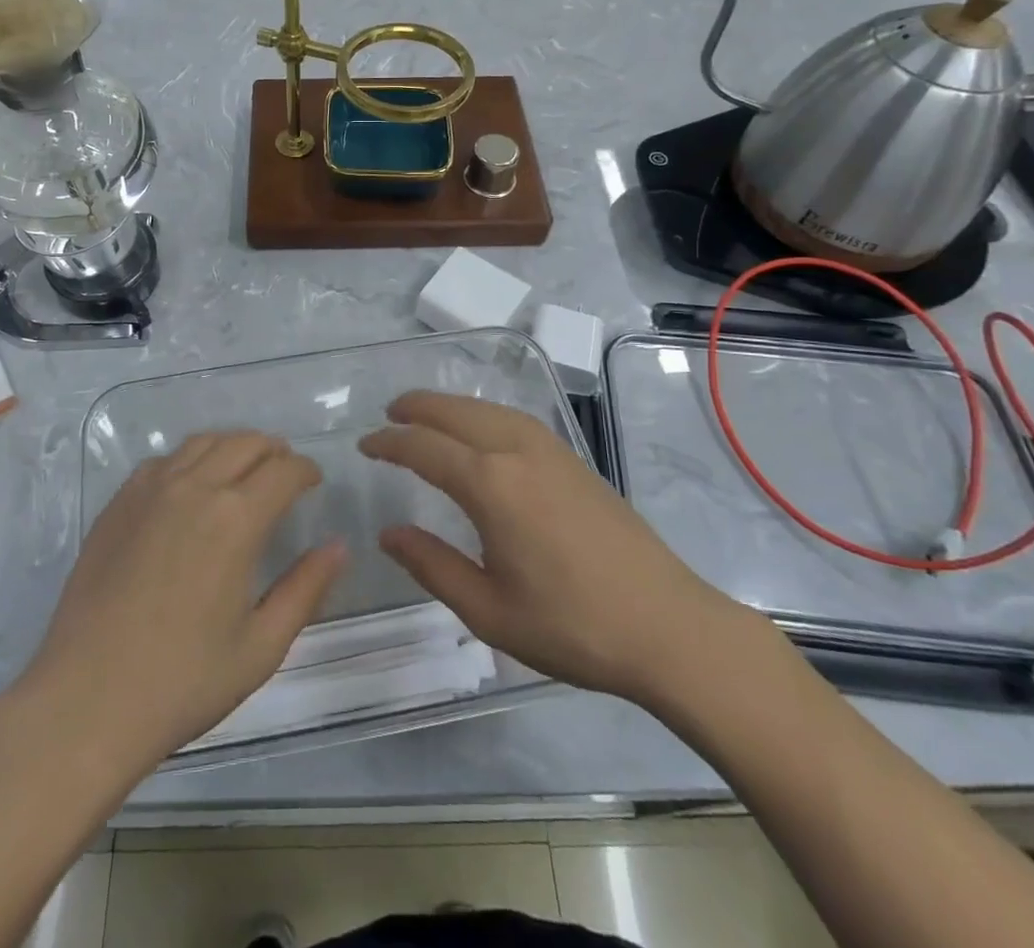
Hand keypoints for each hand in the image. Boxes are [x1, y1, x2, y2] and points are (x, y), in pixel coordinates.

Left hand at [21, 431, 345, 775]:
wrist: (85, 702)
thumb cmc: (183, 682)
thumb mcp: (261, 647)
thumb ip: (306, 589)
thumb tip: (339, 546)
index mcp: (235, 519)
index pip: (284, 470)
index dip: (306, 470)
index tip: (314, 483)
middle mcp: (195, 488)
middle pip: (246, 442)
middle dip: (274, 451)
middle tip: (284, 474)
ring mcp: (150, 490)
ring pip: (203, 442)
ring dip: (233, 447)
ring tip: (243, 471)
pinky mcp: (118, 503)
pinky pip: (164, 461)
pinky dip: (190, 460)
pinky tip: (191, 487)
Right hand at [362, 391, 747, 710]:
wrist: (668, 627)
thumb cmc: (571, 627)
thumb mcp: (488, 610)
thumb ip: (431, 566)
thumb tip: (388, 533)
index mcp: (491, 485)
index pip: (425, 448)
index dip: (390, 443)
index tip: (365, 445)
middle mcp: (518, 452)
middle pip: (457, 413)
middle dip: (418, 408)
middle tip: (388, 414)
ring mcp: (551, 451)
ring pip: (489, 409)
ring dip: (452, 406)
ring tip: (426, 414)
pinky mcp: (574, 460)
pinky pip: (516, 419)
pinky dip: (484, 413)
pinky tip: (482, 430)